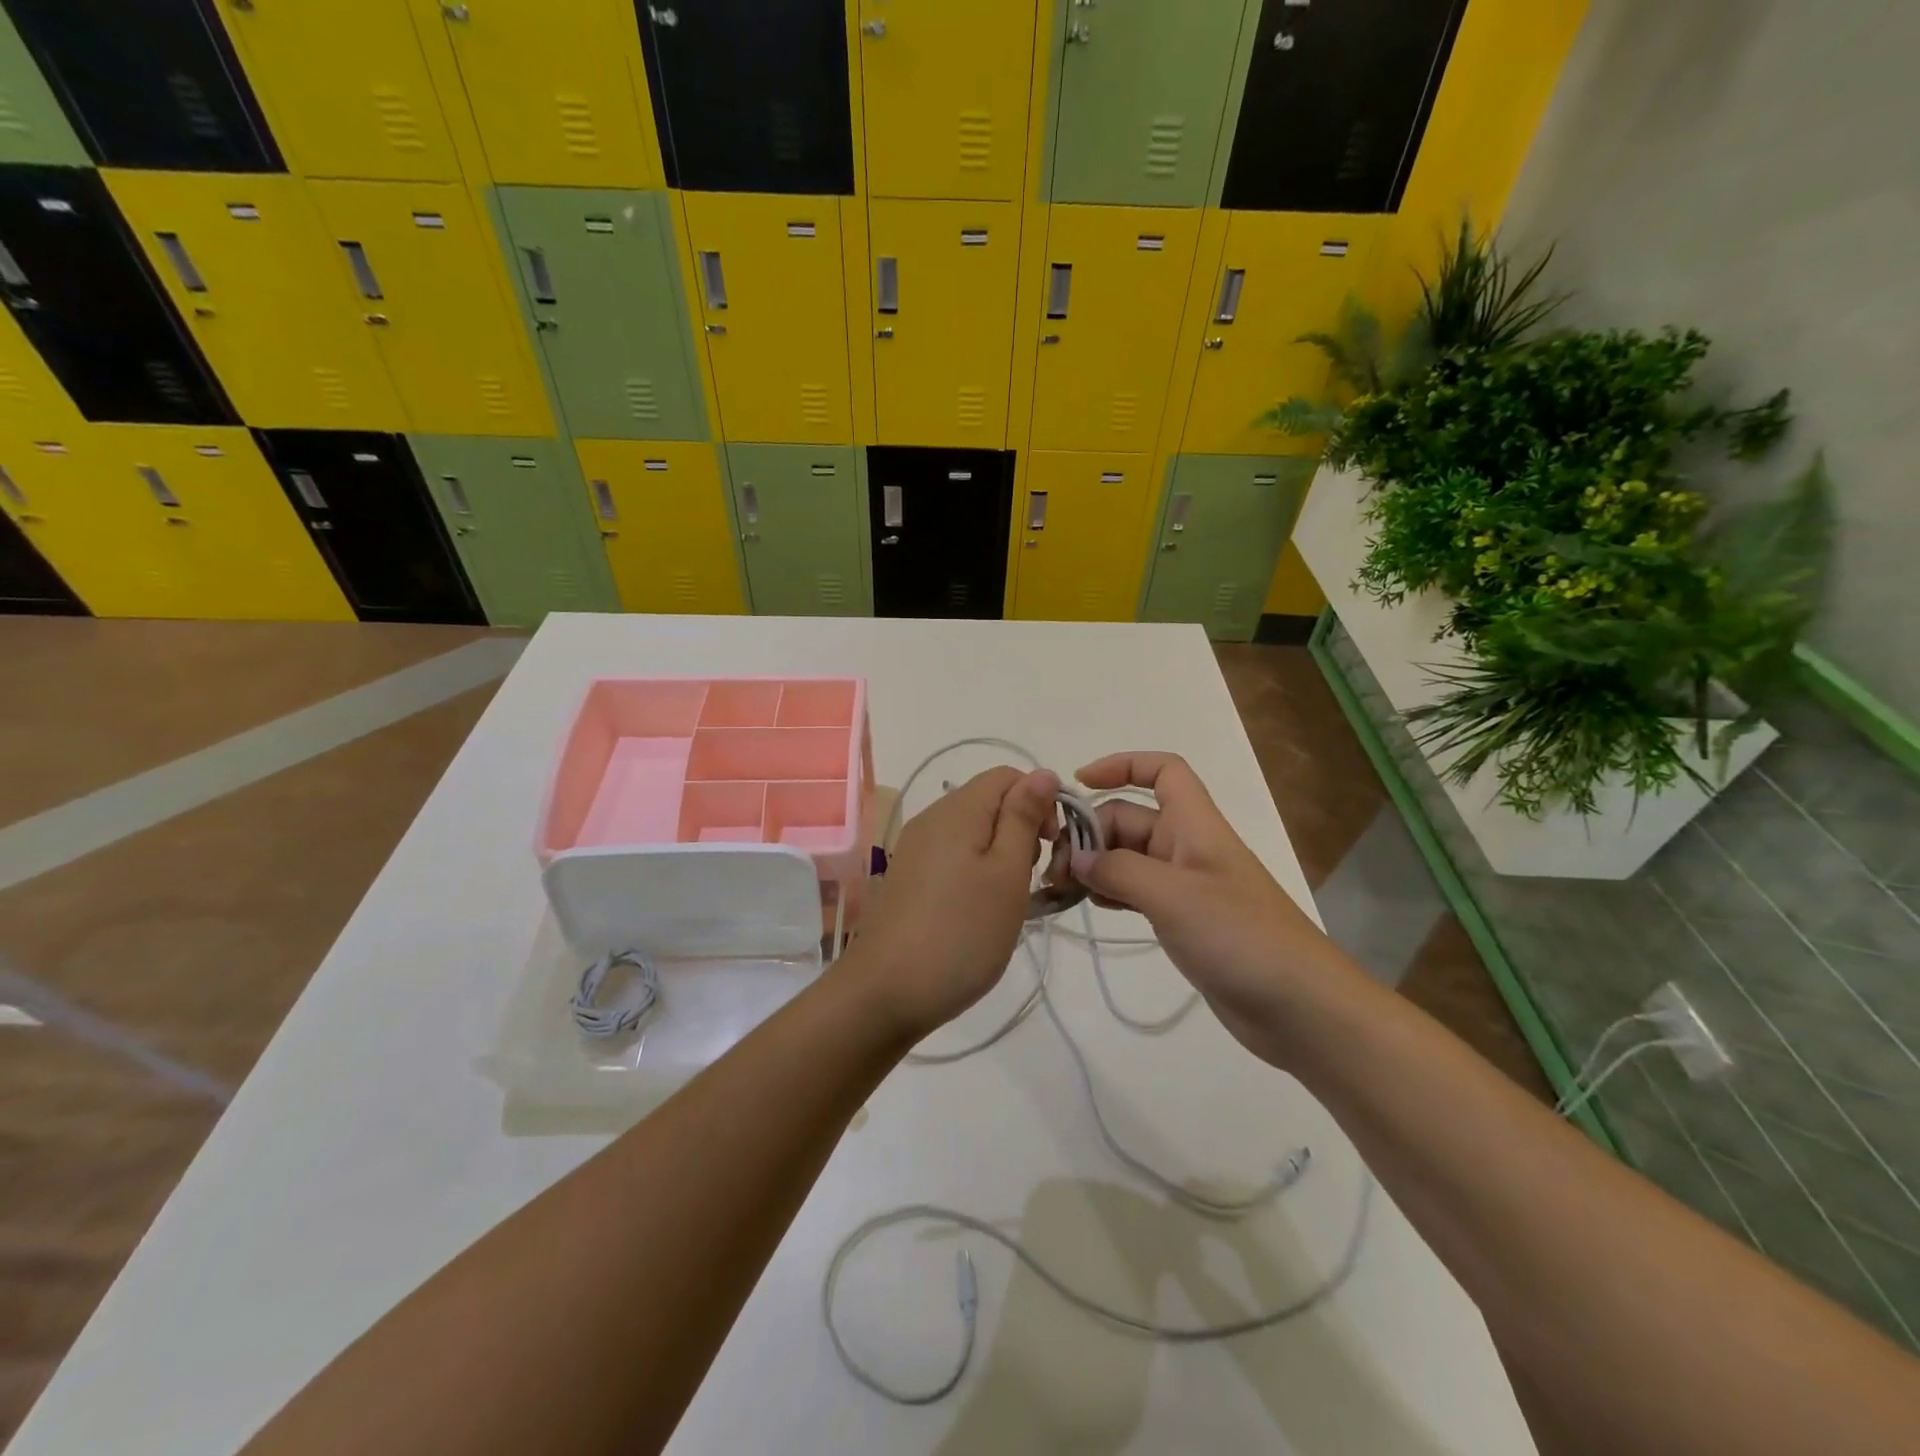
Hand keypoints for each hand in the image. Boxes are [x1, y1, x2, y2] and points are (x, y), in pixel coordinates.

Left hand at [840, 766, 1058, 1040]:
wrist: (884, 993)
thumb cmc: (960, 933)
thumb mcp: (1006, 873)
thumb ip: (1023, 818)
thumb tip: (1042, 772)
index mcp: (957, 809)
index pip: (1008, 775)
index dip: (1040, 801)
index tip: (1052, 847)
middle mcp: (931, 819)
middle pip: (988, 801)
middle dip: (1022, 829)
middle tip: (1034, 878)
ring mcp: (914, 849)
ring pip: (972, 831)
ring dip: (1000, 854)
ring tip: (1009, 899)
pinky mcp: (907, 878)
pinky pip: (952, 856)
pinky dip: (975, 872)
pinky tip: (979, 910)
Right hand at [1071, 752, 1356, 1066]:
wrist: (1300, 1006)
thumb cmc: (1240, 936)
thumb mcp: (1172, 895)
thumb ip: (1118, 870)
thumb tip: (1075, 858)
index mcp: (1194, 825)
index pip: (1162, 771)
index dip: (1121, 765)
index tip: (1079, 784)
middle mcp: (1188, 846)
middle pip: (1130, 817)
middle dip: (1091, 833)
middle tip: (1055, 870)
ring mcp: (1186, 885)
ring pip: (1129, 856)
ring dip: (1095, 864)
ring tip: (1061, 889)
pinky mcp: (1184, 920)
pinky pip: (1137, 891)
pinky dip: (1111, 892)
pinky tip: (1090, 907)